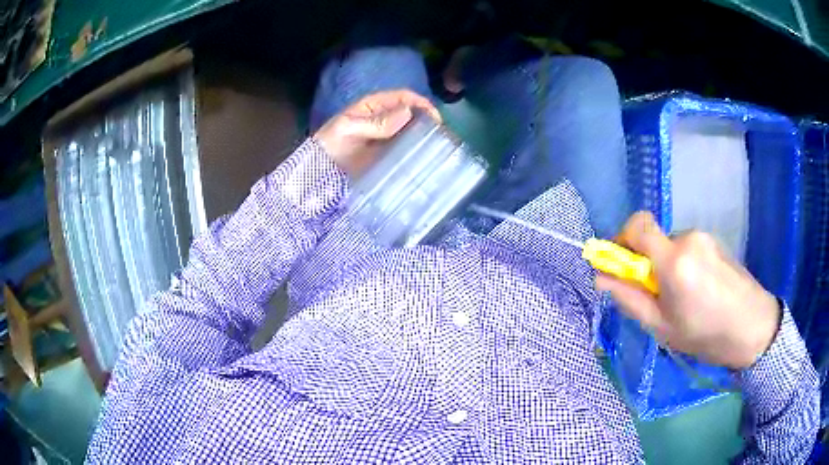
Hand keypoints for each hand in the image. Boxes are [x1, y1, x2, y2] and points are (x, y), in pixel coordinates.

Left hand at [313, 89, 440, 176]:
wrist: (318, 170)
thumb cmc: (330, 143)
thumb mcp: (349, 128)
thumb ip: (376, 122)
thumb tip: (408, 113)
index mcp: (375, 105)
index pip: (403, 97)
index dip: (421, 103)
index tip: (435, 118)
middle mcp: (384, 118)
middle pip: (411, 113)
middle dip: (427, 120)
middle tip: (440, 136)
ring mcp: (387, 136)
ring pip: (411, 131)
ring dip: (424, 136)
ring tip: (437, 149)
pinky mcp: (387, 153)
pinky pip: (405, 148)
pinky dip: (416, 151)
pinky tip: (424, 159)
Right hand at [595, 212, 780, 369]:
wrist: (752, 327)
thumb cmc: (705, 335)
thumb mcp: (662, 327)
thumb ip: (630, 299)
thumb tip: (601, 278)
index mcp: (674, 261)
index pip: (638, 225)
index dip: (622, 238)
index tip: (621, 264)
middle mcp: (689, 238)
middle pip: (654, 238)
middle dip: (647, 262)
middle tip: (657, 296)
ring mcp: (705, 237)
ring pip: (671, 244)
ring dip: (667, 265)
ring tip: (682, 297)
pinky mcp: (715, 241)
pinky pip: (688, 247)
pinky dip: (683, 263)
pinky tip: (698, 290)